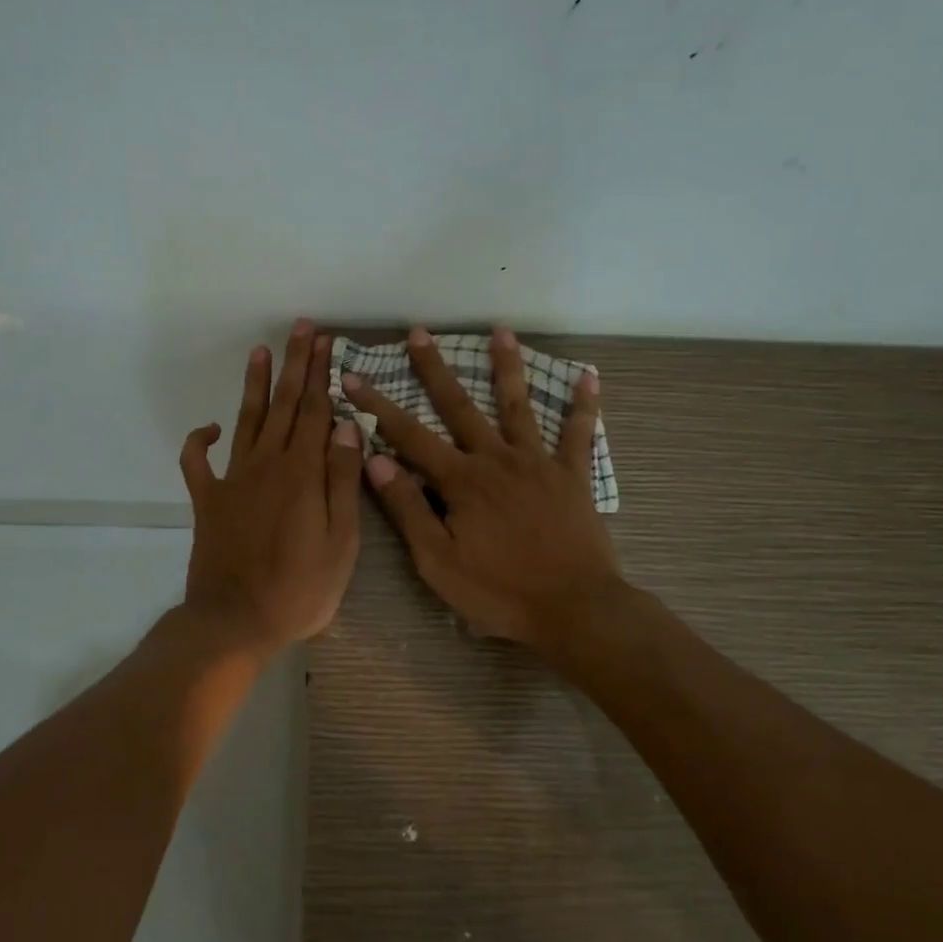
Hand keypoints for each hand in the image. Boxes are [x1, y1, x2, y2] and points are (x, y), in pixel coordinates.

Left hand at [180, 319, 363, 657]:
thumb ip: (343, 481)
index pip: (317, 412)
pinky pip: (196, 463)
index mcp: (303, 473)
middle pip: (285, 405)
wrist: (235, 622)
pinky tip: (209, 427)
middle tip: (301, 328)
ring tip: (260, 351)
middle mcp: (267, 465)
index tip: (327, 342)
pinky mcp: (207, 501)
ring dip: (255, 385)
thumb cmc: (300, 589)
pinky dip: (199, 441)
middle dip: (295, 364)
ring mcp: (232, 480)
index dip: (323, 375)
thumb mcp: (341, 542)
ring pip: (247, 421)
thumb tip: (346, 427)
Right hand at [341, 326, 620, 648]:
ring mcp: (538, 463)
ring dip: (507, 367)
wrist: (575, 609)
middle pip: (459, 407)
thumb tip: (375, 461)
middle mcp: (497, 459)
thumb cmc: (500, 592)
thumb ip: (408, 509)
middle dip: (434, 369)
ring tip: (500, 332)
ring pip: (518, 406)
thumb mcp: (438, 561)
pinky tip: (589, 376)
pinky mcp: (572, 476)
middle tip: (418, 333)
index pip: (409, 436)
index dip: (377, 406)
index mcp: (461, 481)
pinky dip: (584, 404)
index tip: (353, 377)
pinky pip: (579, 434)